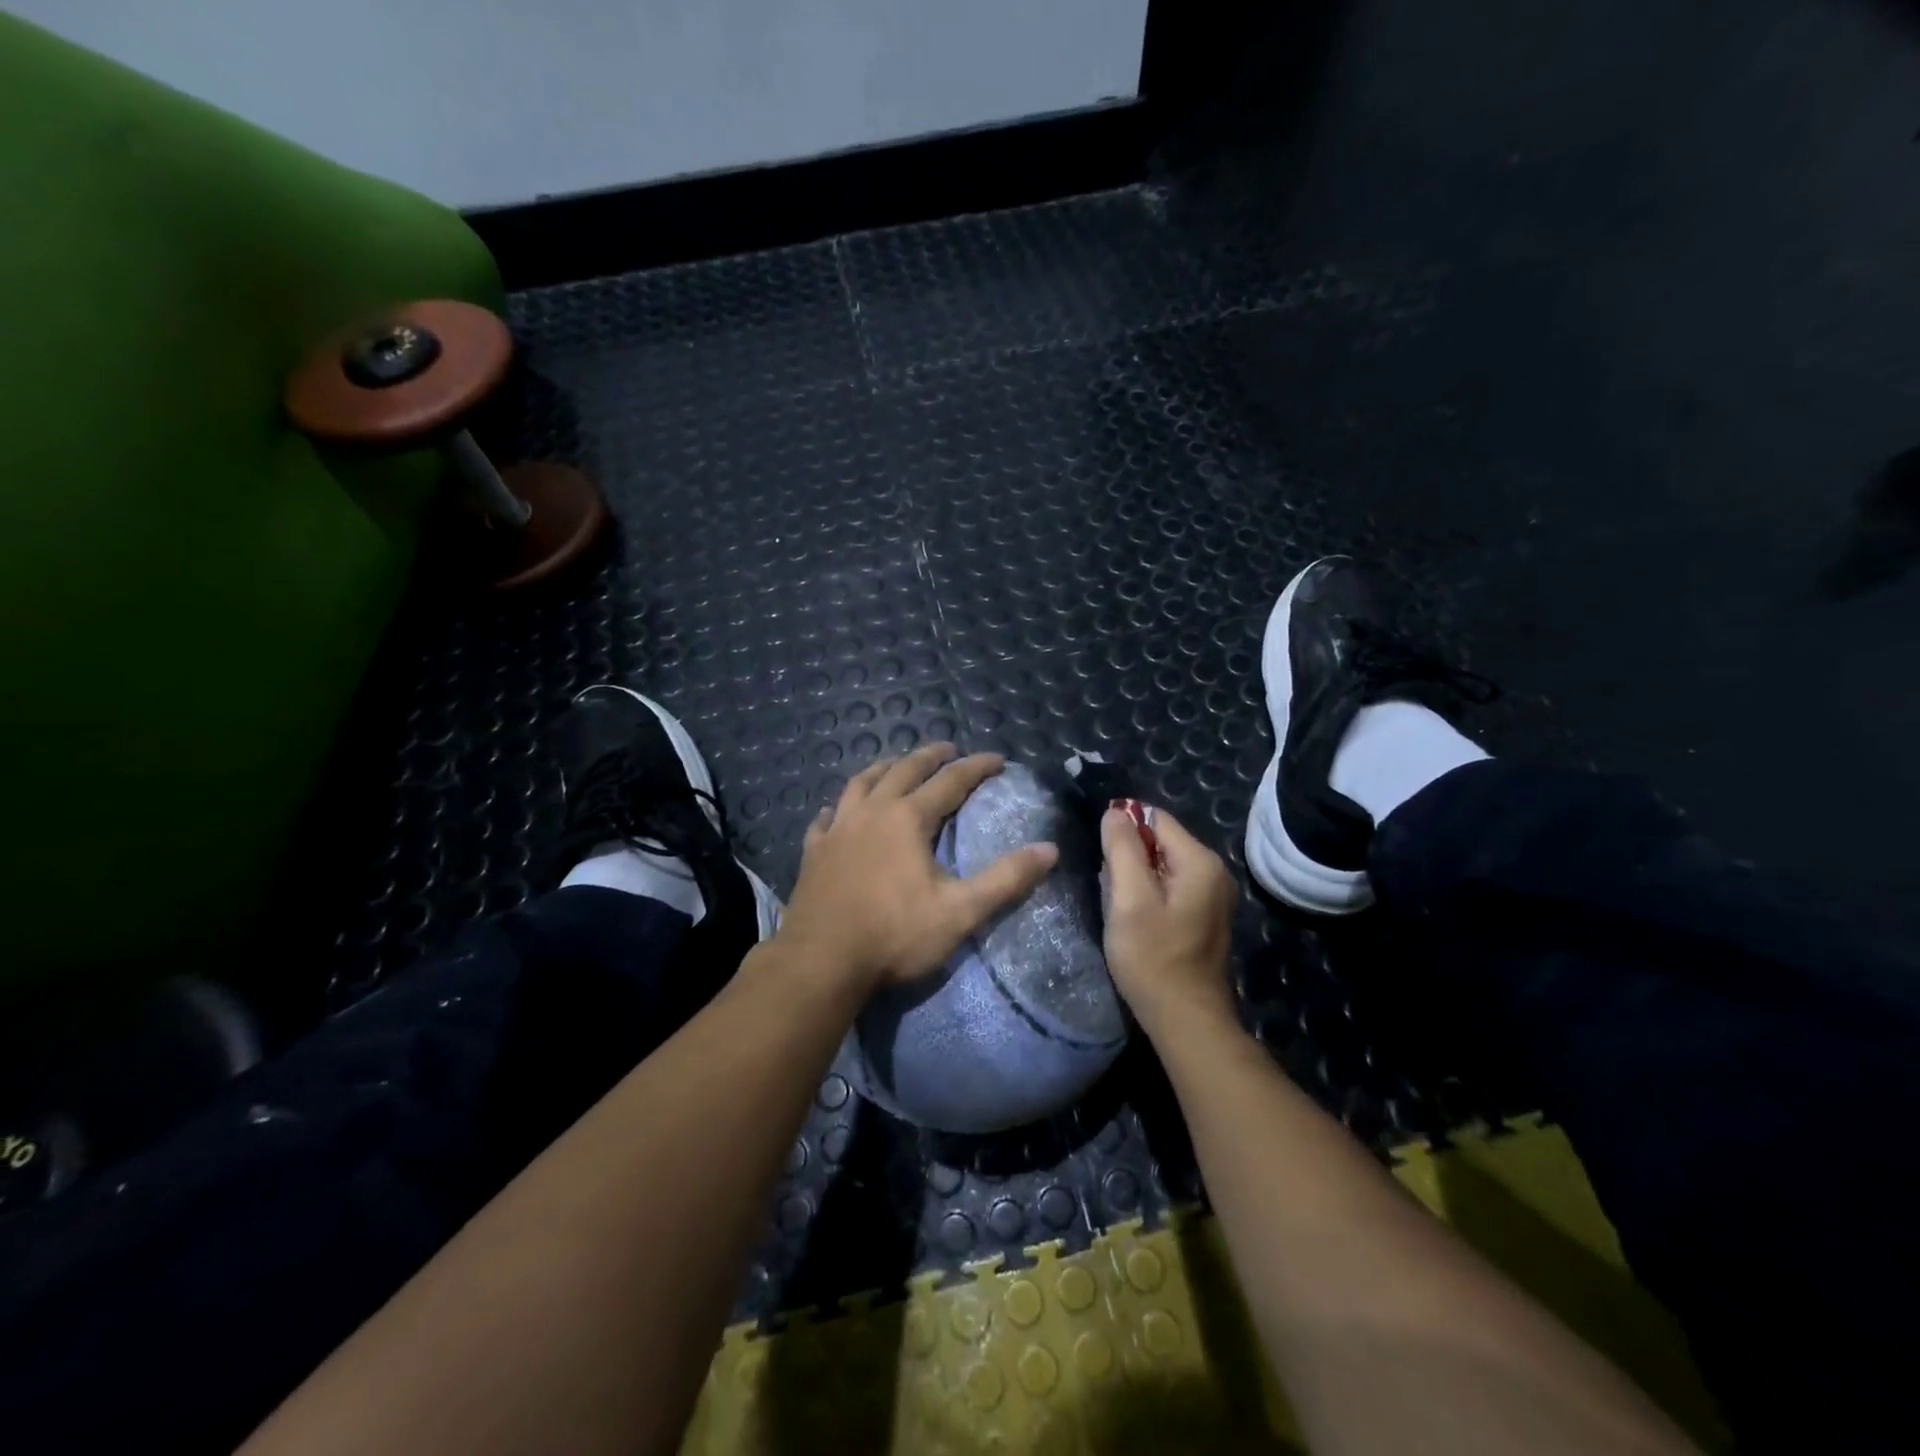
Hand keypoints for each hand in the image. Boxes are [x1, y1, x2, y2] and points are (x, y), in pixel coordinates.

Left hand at [776, 744, 1058, 993]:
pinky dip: (837, 808)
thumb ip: (1006, 879)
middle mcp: (871, 812)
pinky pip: (825, 818)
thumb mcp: (960, 911)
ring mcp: (837, 830)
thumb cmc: (894, 936)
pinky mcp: (814, 852)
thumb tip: (1048, 849)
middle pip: (903, 770)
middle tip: (948, 749)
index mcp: (907, 819)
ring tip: (895, 765)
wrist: (821, 963)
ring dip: (883, 769)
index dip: (977, 767)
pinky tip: (836, 812)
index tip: (998, 759)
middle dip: (930, 756)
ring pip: (860, 784)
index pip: (950, 781)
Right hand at [1100, 805, 1237, 1035]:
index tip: (1102, 860)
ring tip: (1122, 907)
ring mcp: (1214, 896)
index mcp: (1200, 861)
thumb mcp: (1129, 899)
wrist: (1186, 1020)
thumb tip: (1115, 811)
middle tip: (1111, 890)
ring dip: (1137, 878)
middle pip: (1160, 841)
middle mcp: (1215, 871)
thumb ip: (1122, 849)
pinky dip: (1150, 894)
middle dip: (1130, 857)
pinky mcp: (1206, 916)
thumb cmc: (1153, 958)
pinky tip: (1137, 920)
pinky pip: (1172, 887)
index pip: (1155, 818)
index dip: (1123, 830)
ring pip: (1163, 865)